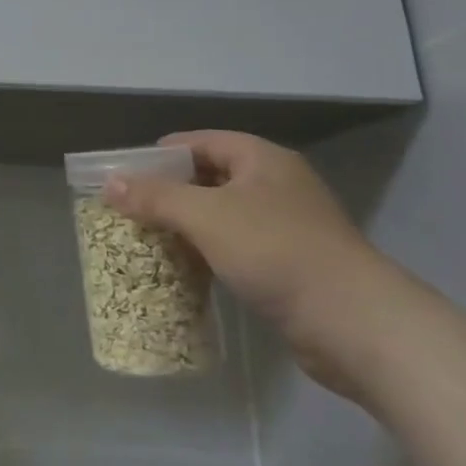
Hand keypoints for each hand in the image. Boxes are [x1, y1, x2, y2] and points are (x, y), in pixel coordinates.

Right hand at [105, 131, 391, 399]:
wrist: (355, 324)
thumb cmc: (276, 252)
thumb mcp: (206, 217)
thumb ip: (156, 197)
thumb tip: (110, 182)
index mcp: (261, 159)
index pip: (200, 142)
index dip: (161, 154)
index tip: (126, 174)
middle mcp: (277, 185)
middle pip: (211, 177)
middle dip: (171, 193)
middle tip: (132, 210)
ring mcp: (289, 226)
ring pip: (225, 215)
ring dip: (190, 226)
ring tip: (150, 240)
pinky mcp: (293, 266)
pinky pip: (240, 248)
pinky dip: (212, 253)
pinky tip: (188, 271)